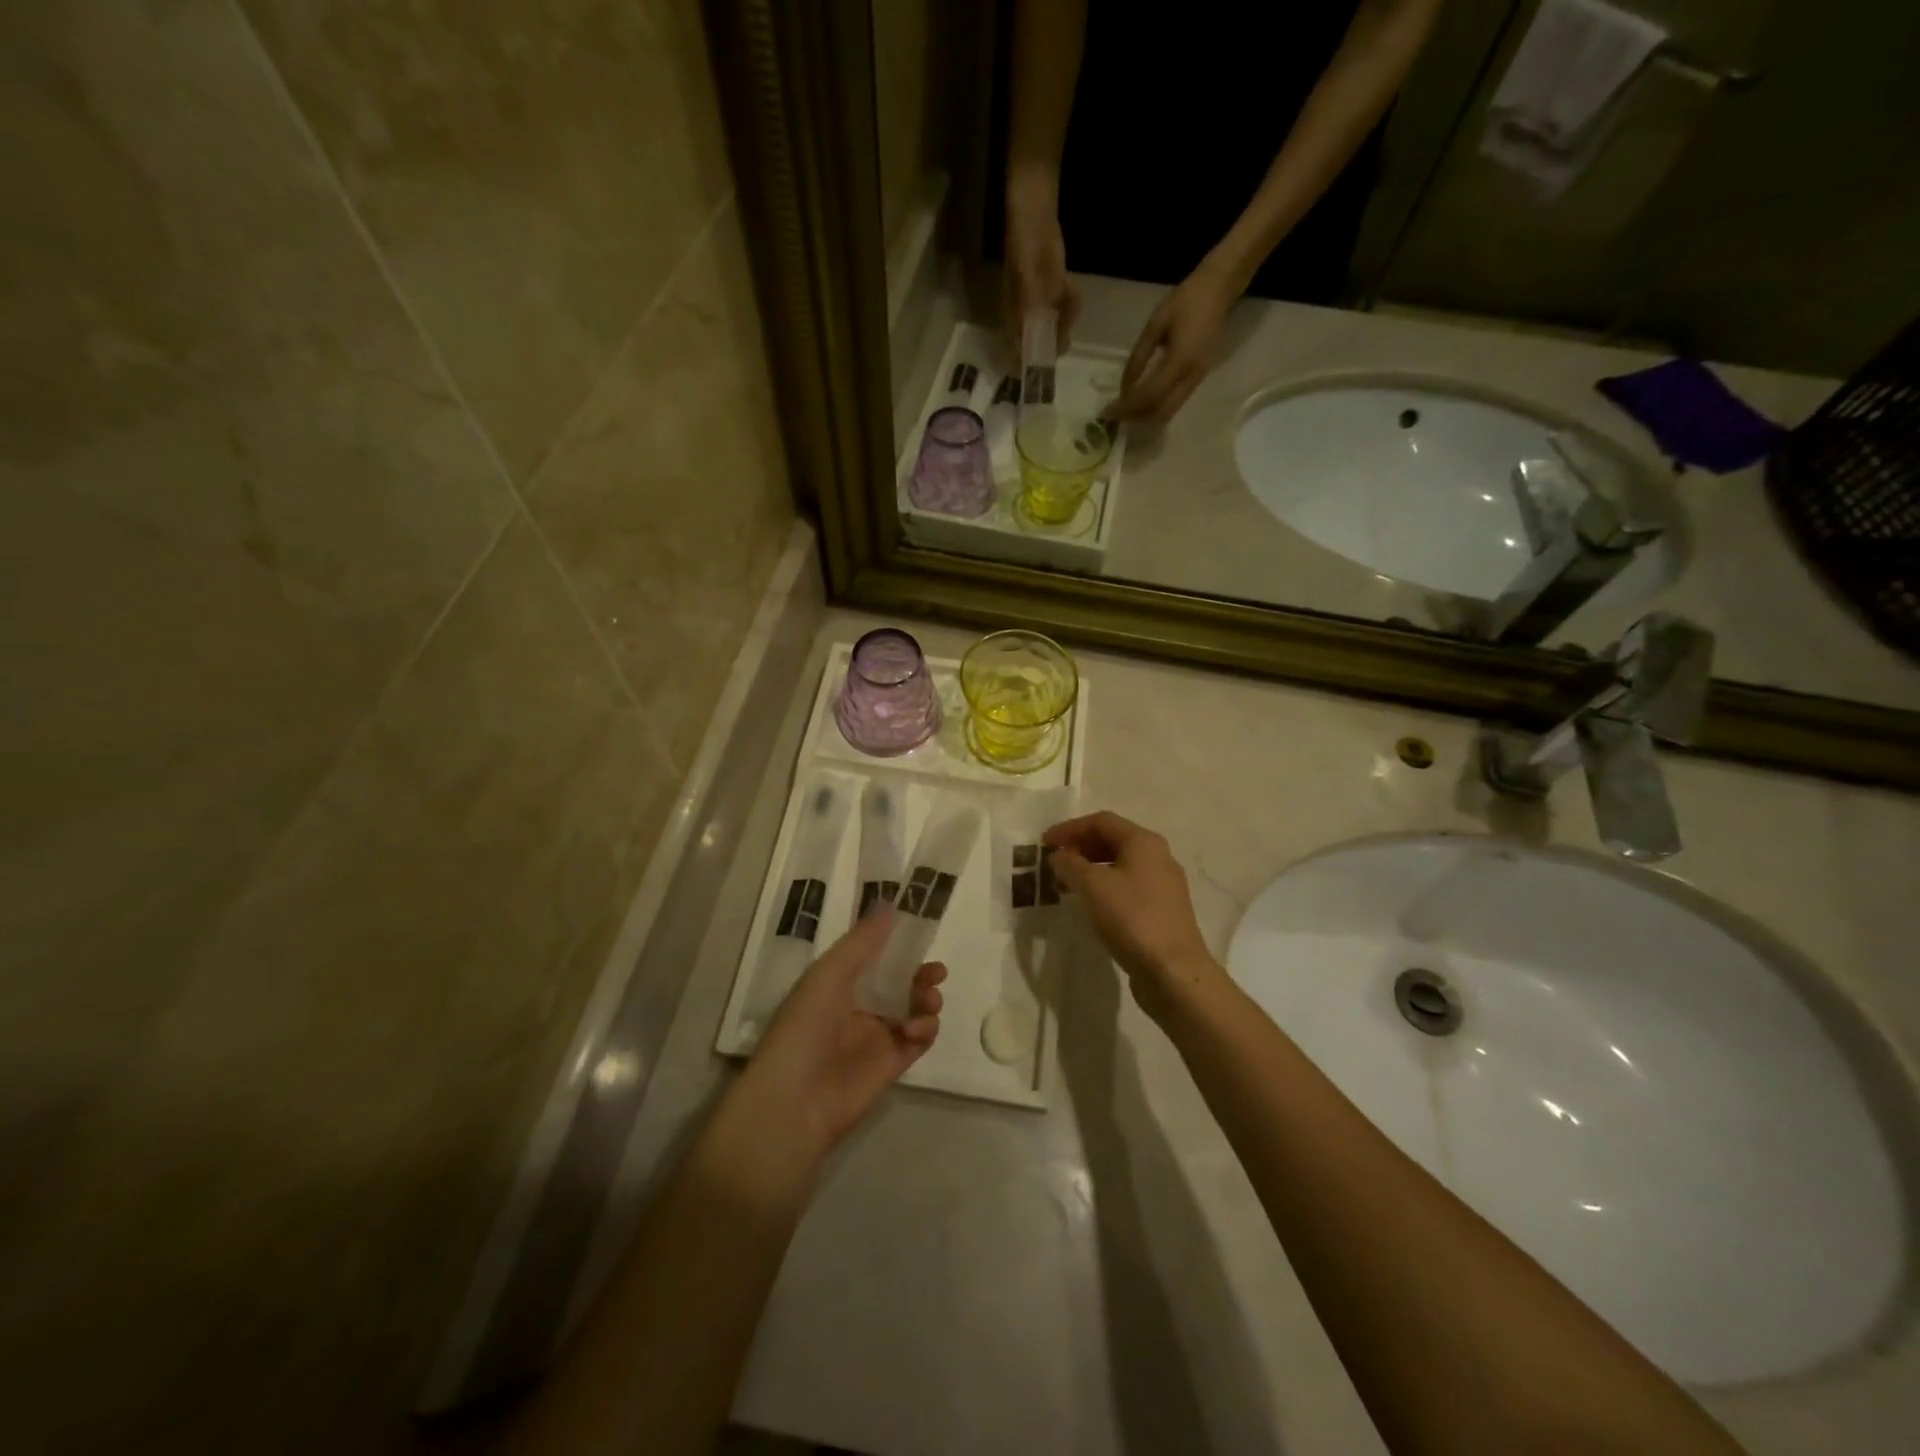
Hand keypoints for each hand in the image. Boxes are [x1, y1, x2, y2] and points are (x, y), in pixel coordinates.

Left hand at [736, 910, 945, 1156]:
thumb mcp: (830, 974)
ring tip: (928, 1000)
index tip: (921, 933)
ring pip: (913, 1010)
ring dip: (926, 999)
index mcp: (837, 984)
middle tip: (936, 972)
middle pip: (899, 983)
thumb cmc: (804, 1028)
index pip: (874, 958)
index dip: (897, 945)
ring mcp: (875, 1038)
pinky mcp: (891, 1066)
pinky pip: (918, 1041)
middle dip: (920, 974)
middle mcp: (857, 1007)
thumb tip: (890, 903)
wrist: (794, 1102)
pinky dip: (926, 1029)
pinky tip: (919, 1027)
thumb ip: (863, 941)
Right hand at [1004, 173, 1081, 352]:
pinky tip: (1071, 289)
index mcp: (1012, 314)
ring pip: (1056, 326)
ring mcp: (1041, 302)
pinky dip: (1072, 304)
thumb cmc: (1023, 243)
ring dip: (1066, 321)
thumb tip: (1031, 340)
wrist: (1035, 211)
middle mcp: (1025, 314)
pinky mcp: (1055, 290)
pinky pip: (1067, 307)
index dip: (1029, 364)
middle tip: (1066, 342)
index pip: (1018, 349)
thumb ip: (1030, 308)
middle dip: (1053, 344)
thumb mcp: (1025, 277)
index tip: (1043, 371)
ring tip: (1069, 300)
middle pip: (1040, 342)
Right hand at [1045, 811, 1222, 1022]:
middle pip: (1113, 840)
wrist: (1173, 970)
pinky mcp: (1163, 909)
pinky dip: (1104, 886)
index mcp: (1144, 842)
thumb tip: (1059, 855)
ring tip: (1066, 884)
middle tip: (1054, 862)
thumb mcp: (1092, 886)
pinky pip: (1128, 886)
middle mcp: (1158, 856)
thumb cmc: (1131, 918)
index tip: (1045, 843)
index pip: (1101, 821)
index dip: (1070, 828)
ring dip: (1090, 868)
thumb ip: (1070, 864)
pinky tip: (1090, 904)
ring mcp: (1164, 884)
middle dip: (1080, 847)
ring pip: (1120, 865)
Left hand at [1111, 261, 1239, 421]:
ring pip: (1169, 411)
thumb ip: (1138, 357)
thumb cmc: (1185, 301)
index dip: (1128, 406)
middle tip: (1115, 415)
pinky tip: (1142, 403)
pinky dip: (1156, 408)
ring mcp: (1198, 379)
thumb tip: (1124, 387)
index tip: (1109, 410)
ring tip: (1126, 411)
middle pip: (1161, 412)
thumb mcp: (1154, 325)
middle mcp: (1191, 376)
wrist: (1219, 289)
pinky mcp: (1198, 378)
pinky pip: (1175, 403)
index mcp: (1180, 360)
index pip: (1150, 395)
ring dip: (1146, 416)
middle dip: (1136, 417)